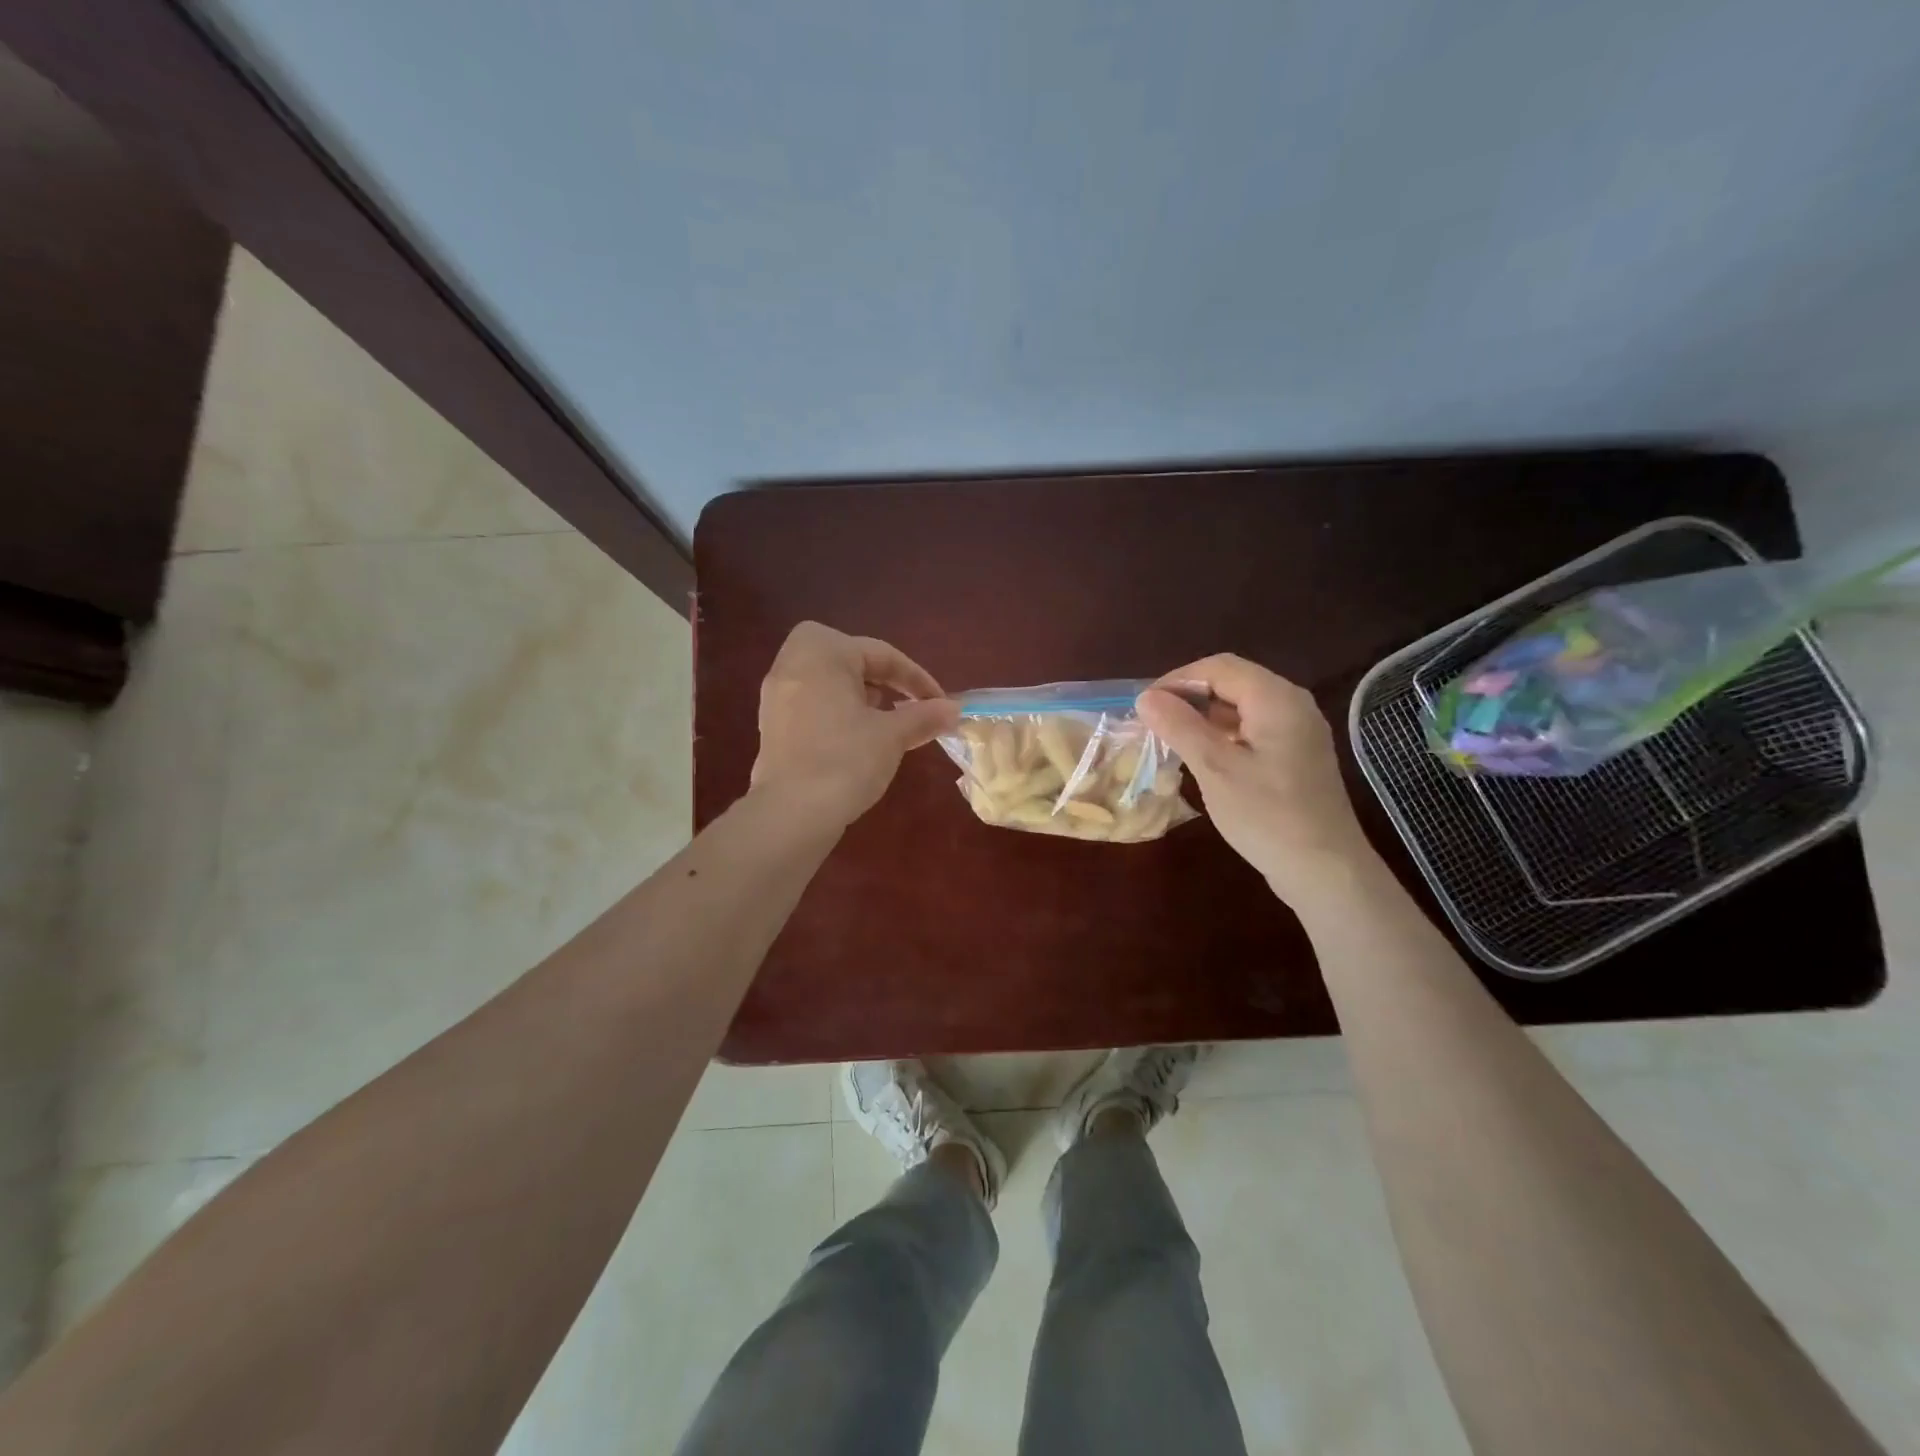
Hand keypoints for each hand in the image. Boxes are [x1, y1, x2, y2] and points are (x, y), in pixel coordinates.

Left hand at [750, 622, 958, 829]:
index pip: (882, 654)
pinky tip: (857, 739)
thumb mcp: (892, 736)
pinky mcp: (772, 724)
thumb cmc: (846, 760)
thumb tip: (954, 710)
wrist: (791, 813)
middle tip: (907, 702)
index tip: (941, 703)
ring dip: (861, 695)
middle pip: (850, 660)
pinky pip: (814, 703)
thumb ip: (924, 717)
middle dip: (883, 679)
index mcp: (822, 651)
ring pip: (830, 682)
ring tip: (886, 722)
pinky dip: (839, 711)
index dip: (917, 679)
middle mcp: (792, 662)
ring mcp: (776, 694)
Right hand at [1136, 655, 1375, 903]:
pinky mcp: (1296, 756)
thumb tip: (1145, 698)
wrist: (1324, 870)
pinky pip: (1253, 729)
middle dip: (1189, 697)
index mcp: (1276, 698)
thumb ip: (1179, 727)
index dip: (1176, 679)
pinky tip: (1202, 757)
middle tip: (1153, 722)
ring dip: (1204, 716)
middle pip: (1232, 682)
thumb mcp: (1215, 768)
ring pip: (1242, 707)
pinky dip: (1223, 735)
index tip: (1144, 706)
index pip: (1218, 667)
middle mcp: (1292, 704)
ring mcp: (1298, 731)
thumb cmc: (1267, 816)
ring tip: (1170, 738)